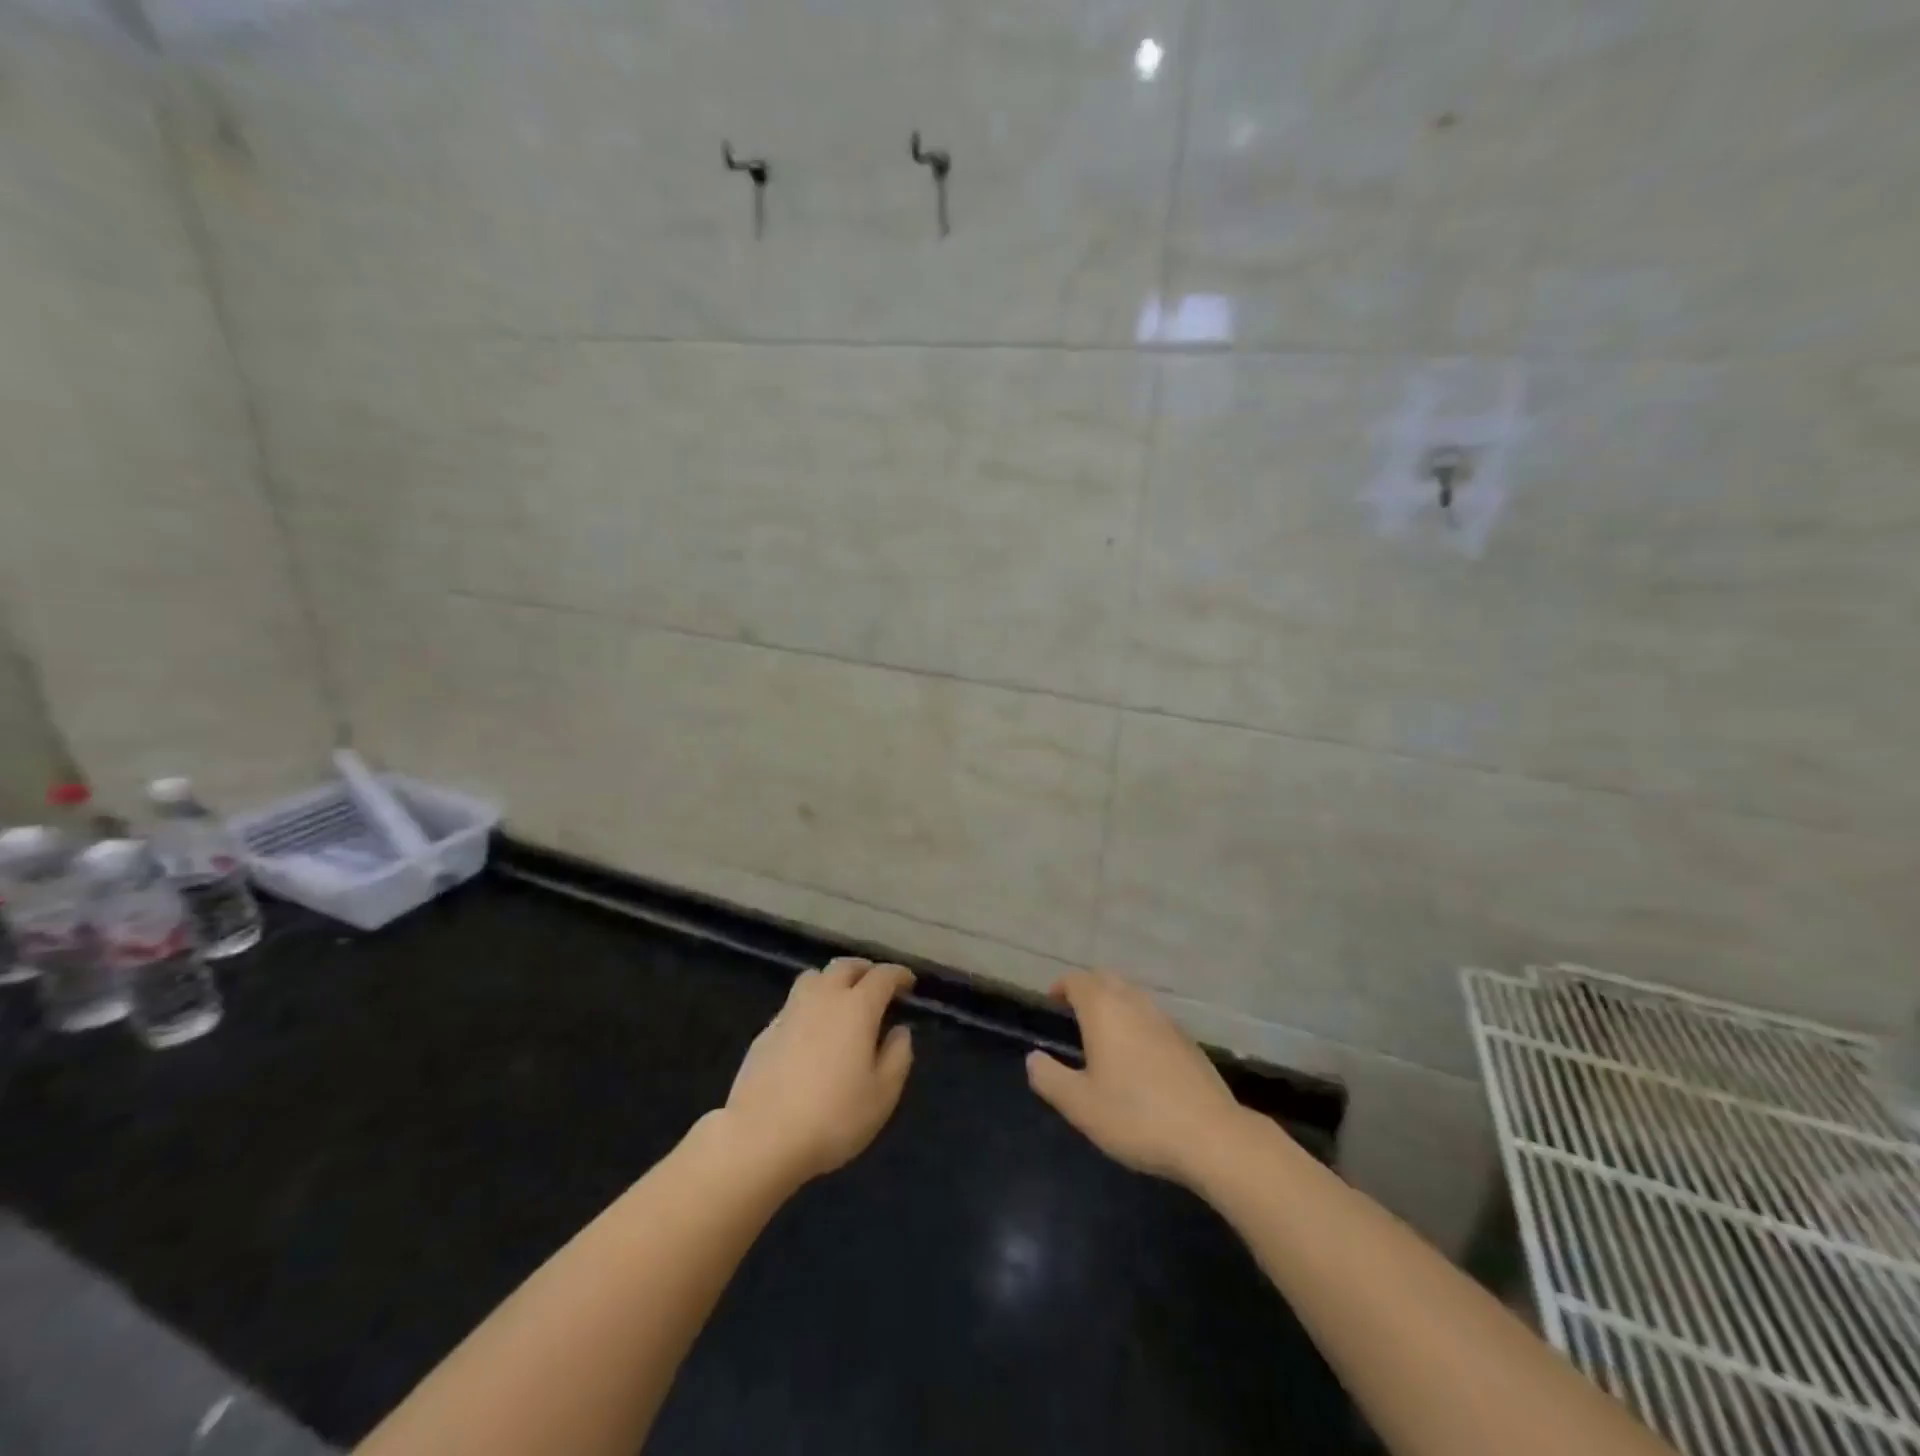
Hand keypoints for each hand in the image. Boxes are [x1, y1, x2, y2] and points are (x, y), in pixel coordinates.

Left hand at [722, 957, 915, 1187]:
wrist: (761, 1137)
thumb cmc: (832, 1117)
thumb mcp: (882, 1096)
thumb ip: (898, 1057)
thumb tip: (900, 1031)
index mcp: (857, 1008)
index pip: (882, 976)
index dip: (899, 974)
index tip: (909, 983)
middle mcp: (824, 998)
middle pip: (845, 966)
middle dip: (865, 970)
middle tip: (877, 985)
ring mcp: (790, 1011)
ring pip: (814, 977)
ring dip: (833, 980)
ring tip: (842, 1000)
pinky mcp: (766, 1031)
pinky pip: (794, 1002)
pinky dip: (810, 1004)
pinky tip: (811, 1030)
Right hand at [1026, 970, 1242, 1186]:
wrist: (1211, 1136)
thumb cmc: (1136, 1116)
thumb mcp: (1080, 1105)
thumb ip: (1050, 1078)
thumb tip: (1033, 1058)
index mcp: (1104, 1011)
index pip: (1078, 981)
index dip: (1062, 986)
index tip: (1052, 1001)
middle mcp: (1135, 1004)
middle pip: (1107, 979)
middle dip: (1088, 988)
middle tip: (1074, 1011)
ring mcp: (1165, 1020)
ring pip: (1133, 996)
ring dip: (1114, 1003)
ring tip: (1103, 1031)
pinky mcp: (1187, 1041)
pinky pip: (1152, 1017)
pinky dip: (1136, 1021)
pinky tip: (1137, 1055)